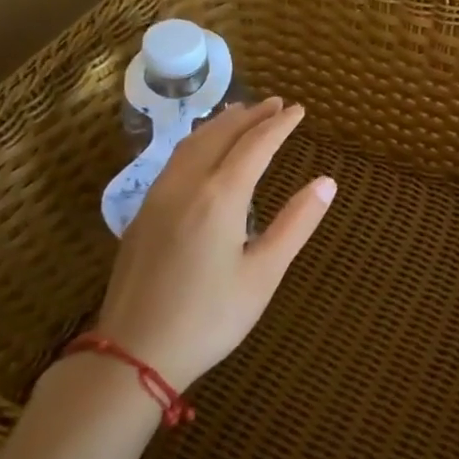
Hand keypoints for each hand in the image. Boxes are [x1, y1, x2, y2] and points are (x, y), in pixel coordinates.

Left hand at [96, 98, 334, 392]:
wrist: (131, 354)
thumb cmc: (209, 317)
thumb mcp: (264, 274)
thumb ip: (296, 224)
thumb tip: (327, 182)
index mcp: (220, 197)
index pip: (256, 145)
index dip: (280, 125)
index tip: (300, 110)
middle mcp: (186, 186)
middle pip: (220, 134)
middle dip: (250, 115)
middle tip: (276, 104)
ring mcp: (158, 198)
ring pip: (191, 144)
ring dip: (221, 124)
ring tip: (242, 113)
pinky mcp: (142, 214)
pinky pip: (174, 160)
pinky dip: (198, 141)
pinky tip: (203, 150)